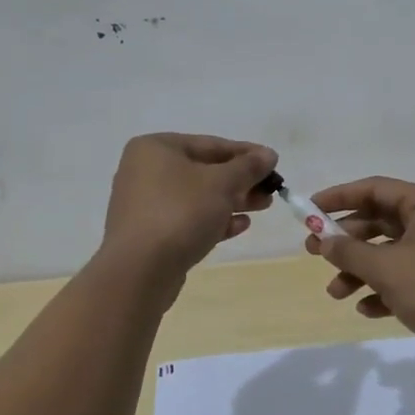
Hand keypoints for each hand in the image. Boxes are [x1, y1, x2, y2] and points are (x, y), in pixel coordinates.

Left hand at [102, 134, 277, 274]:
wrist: (140, 271)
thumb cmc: (181, 212)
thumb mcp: (222, 183)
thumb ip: (248, 167)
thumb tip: (269, 154)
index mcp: (156, 148)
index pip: (211, 144)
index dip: (246, 153)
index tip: (274, 162)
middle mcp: (145, 171)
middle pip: (204, 171)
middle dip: (241, 180)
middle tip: (271, 189)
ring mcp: (145, 204)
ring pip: (198, 197)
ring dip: (232, 200)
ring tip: (263, 206)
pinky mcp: (149, 234)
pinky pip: (187, 219)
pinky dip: (213, 220)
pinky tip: (240, 225)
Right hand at [304, 177, 414, 364]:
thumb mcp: (387, 269)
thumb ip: (349, 251)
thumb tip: (322, 240)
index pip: (375, 188)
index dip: (339, 197)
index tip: (309, 209)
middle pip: (380, 220)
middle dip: (346, 239)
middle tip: (313, 252)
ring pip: (389, 251)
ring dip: (360, 269)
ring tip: (335, 292)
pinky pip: (404, 274)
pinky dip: (383, 288)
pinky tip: (366, 309)